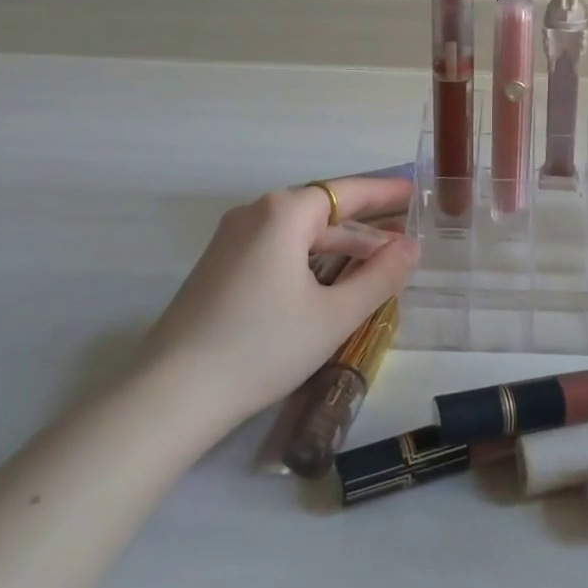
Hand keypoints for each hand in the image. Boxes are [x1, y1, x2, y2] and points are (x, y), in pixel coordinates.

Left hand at [137, 174, 418, 422]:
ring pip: (299, 234)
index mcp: (284, 213)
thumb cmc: (261, 347)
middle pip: (323, 211)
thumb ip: (380, 276)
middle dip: (366, 226)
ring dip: (340, 246)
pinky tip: (331, 282)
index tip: (417, 194)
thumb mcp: (334, 315)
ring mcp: (231, 240)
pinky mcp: (219, 268)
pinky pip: (277, 250)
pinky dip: (311, 259)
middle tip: (406, 238)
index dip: (386, 193)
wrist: (170, 396)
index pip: (347, 191)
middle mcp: (255, 214)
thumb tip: (411, 247)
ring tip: (378, 264)